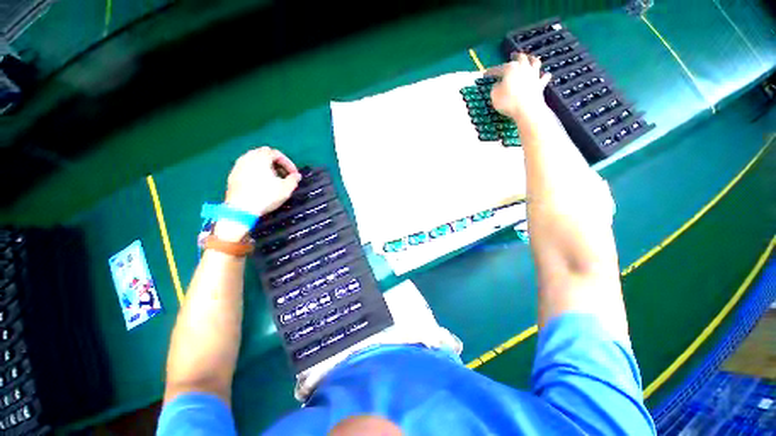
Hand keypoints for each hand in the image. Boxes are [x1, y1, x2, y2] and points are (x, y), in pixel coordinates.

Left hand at [215, 147, 299, 241]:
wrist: (241, 209)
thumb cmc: (266, 196)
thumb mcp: (286, 189)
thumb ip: (293, 179)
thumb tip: (297, 175)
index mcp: (261, 158)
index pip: (276, 153)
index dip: (288, 163)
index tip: (293, 174)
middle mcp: (248, 158)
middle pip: (263, 153)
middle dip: (275, 162)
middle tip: (283, 173)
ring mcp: (238, 166)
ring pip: (253, 159)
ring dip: (264, 166)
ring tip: (271, 178)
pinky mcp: (232, 176)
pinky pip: (246, 168)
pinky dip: (254, 171)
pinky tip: (259, 183)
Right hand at [487, 52, 551, 120]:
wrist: (527, 110)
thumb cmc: (508, 101)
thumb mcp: (494, 95)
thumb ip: (495, 88)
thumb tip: (498, 84)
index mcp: (510, 68)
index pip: (499, 68)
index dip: (492, 71)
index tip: (486, 73)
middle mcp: (523, 67)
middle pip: (521, 58)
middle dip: (516, 57)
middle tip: (513, 56)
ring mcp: (534, 75)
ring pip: (535, 62)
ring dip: (532, 59)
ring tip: (530, 59)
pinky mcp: (540, 84)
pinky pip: (543, 78)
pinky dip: (543, 76)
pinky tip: (544, 75)